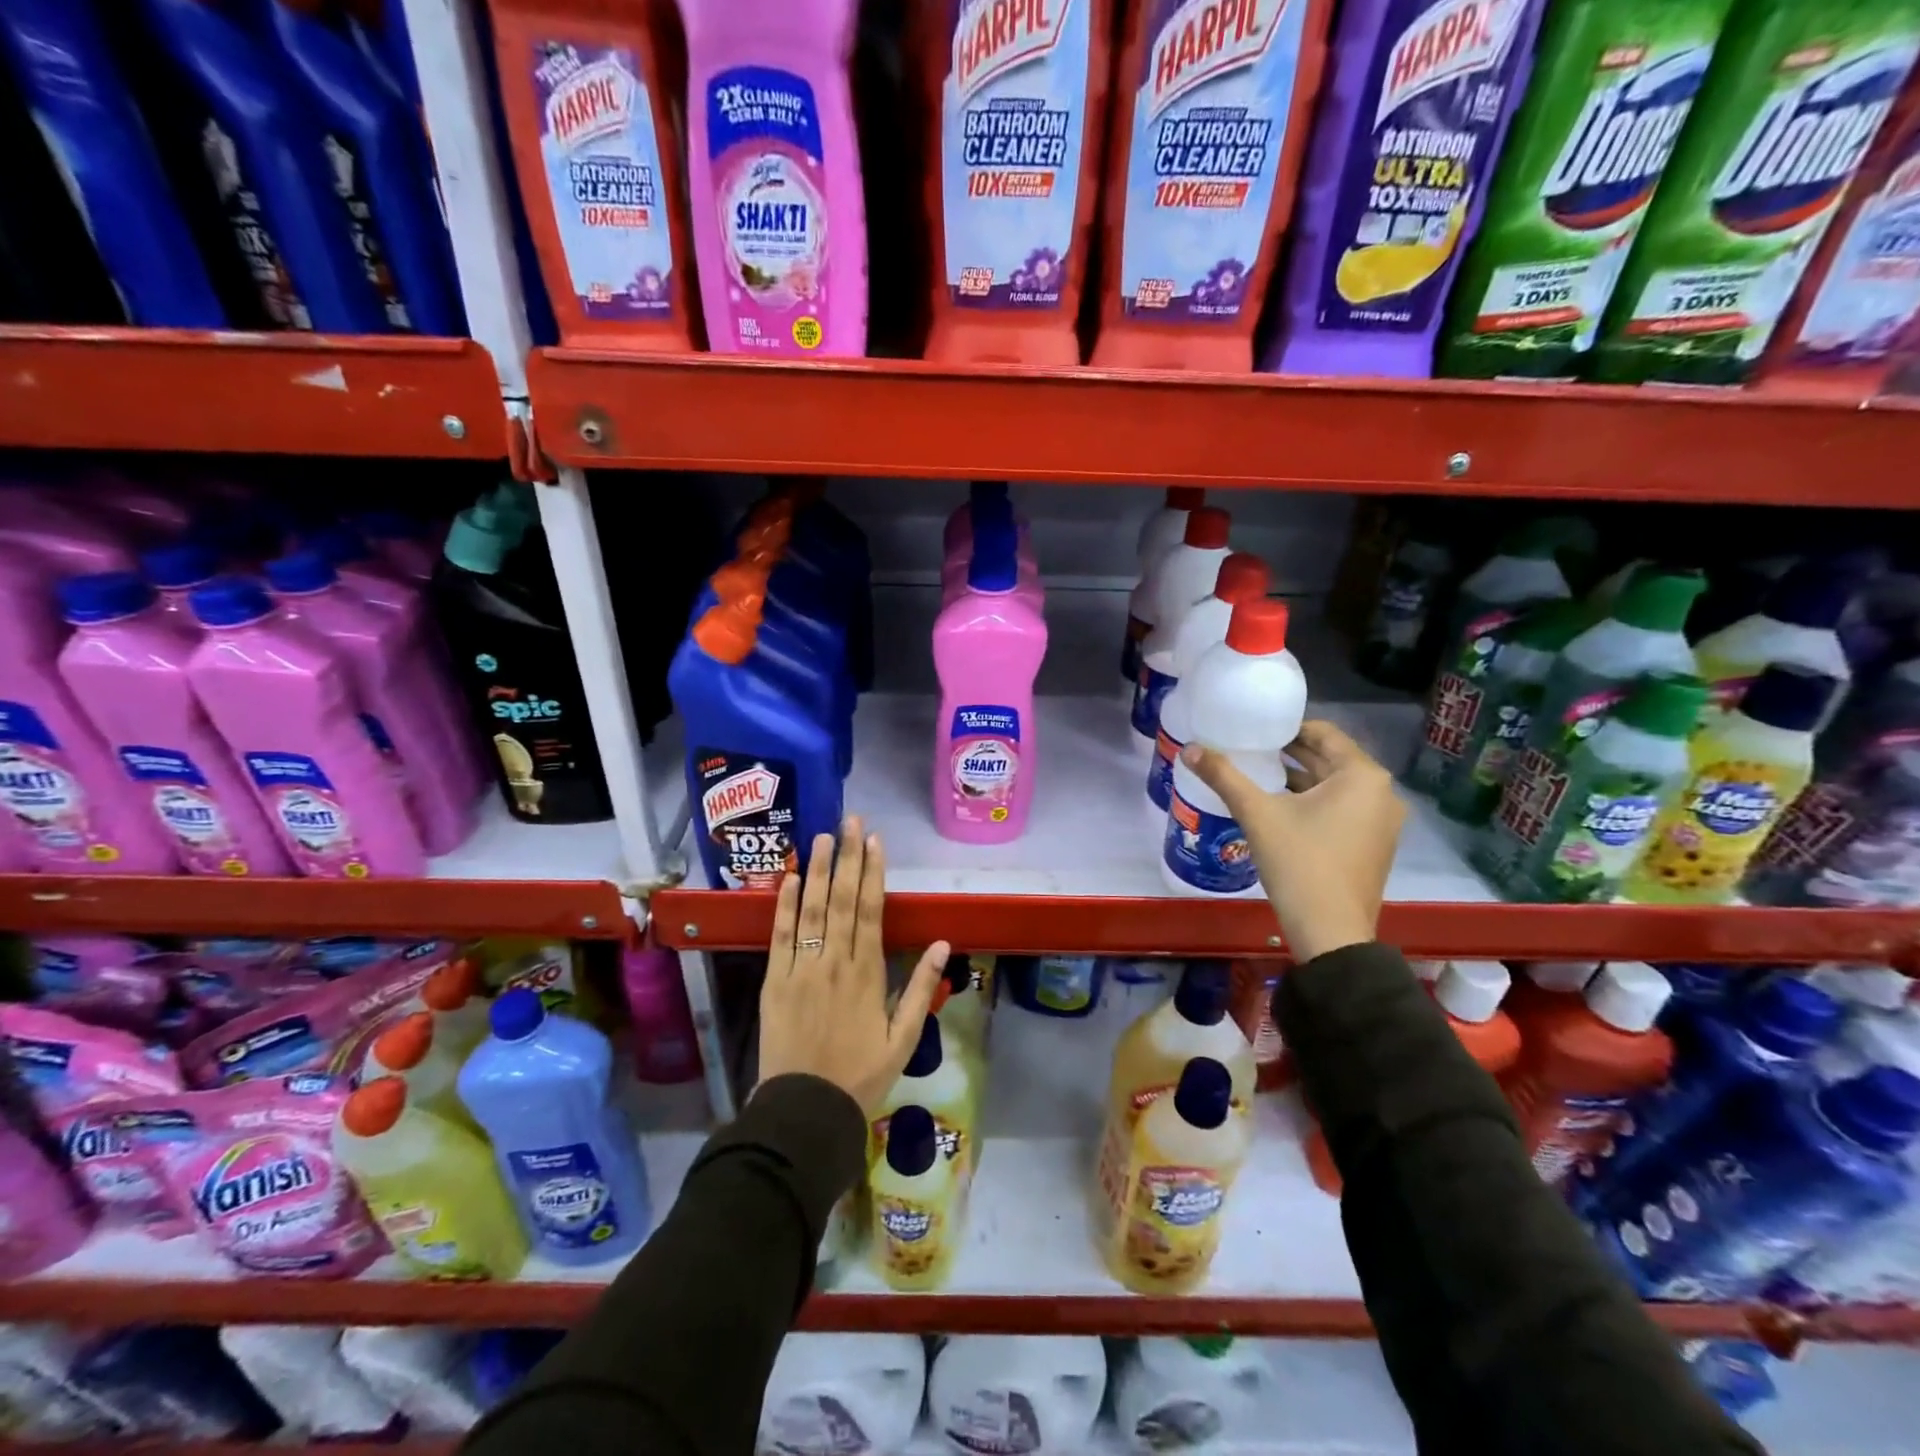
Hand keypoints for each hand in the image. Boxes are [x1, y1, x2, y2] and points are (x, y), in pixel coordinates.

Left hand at [757, 818, 949, 1114]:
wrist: (806, 1111)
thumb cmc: (861, 1075)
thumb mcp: (903, 1039)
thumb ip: (921, 988)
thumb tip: (941, 944)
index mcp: (867, 973)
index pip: (871, 910)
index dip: (873, 872)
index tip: (875, 841)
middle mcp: (835, 961)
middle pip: (843, 900)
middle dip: (848, 857)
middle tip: (851, 821)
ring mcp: (801, 969)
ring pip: (812, 910)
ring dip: (818, 870)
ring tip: (823, 836)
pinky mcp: (775, 981)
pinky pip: (780, 936)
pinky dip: (785, 905)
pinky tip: (791, 878)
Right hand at [1180, 721, 1405, 961]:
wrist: (1330, 931)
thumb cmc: (1299, 863)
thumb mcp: (1257, 814)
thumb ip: (1224, 776)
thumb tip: (1189, 748)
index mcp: (1362, 776)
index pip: (1324, 733)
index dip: (1287, 728)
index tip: (1255, 730)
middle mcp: (1381, 793)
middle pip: (1330, 760)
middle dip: (1290, 754)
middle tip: (1250, 749)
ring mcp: (1382, 822)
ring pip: (1335, 787)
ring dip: (1300, 779)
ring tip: (1258, 776)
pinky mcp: (1374, 845)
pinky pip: (1342, 809)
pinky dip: (1314, 803)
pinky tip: (1280, 809)